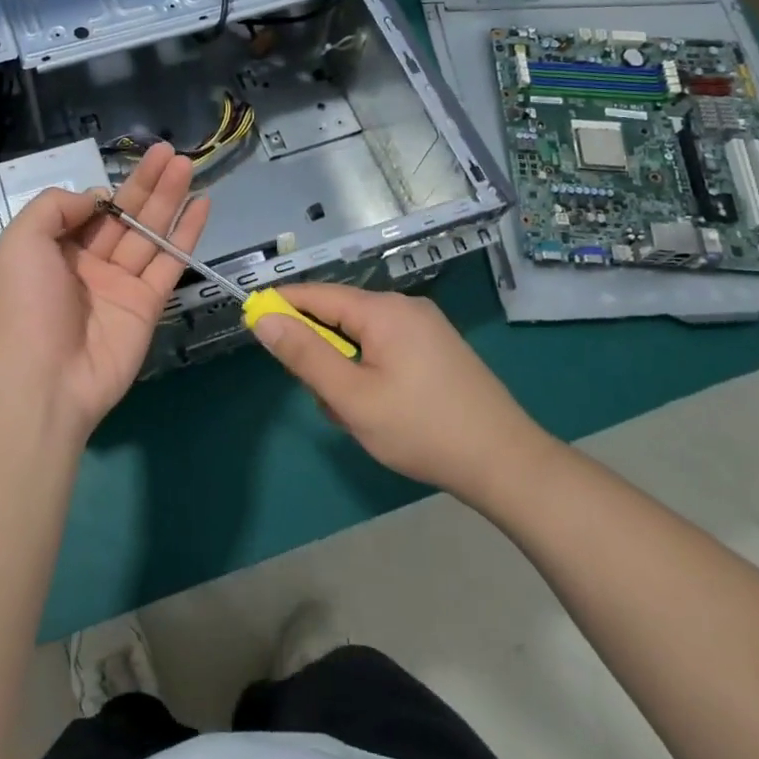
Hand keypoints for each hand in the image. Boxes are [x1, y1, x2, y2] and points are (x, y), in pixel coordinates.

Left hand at [0, 144, 207, 435]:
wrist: (45, 379)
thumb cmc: (26, 304)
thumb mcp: (21, 241)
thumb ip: (55, 207)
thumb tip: (96, 199)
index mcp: (56, 249)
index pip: (89, 211)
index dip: (110, 190)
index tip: (127, 171)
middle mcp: (89, 264)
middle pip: (125, 216)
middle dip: (148, 183)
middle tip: (173, 152)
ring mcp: (120, 285)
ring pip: (150, 234)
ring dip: (170, 200)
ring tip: (189, 166)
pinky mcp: (148, 305)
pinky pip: (170, 263)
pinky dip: (187, 235)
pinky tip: (201, 206)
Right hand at [250, 283, 555, 507]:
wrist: (506, 463)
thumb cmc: (421, 429)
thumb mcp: (352, 397)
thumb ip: (304, 355)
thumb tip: (264, 319)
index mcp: (384, 311)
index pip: (316, 295)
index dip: (281, 305)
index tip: (252, 322)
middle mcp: (405, 308)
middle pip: (340, 317)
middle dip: (321, 353)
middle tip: (323, 398)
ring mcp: (427, 328)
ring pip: (362, 338)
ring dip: (346, 370)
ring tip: (356, 416)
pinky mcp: (439, 349)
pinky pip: (386, 349)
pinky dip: (370, 373)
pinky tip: (380, 410)